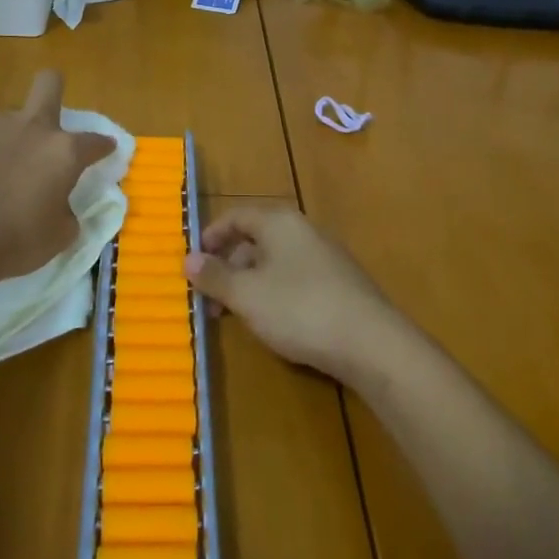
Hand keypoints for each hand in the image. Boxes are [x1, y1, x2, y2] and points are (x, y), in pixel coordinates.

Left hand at [0, 71, 116, 288]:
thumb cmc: (14, 243)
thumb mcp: (58, 236)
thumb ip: (66, 212)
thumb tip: (60, 205)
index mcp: (63, 152)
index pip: (95, 141)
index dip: (102, 146)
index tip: (103, 151)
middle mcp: (31, 128)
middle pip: (49, 84)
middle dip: (53, 88)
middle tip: (48, 112)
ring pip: (6, 122)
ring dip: (5, 142)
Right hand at [184, 207, 400, 383]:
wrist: (371, 342)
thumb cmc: (299, 309)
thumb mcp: (247, 295)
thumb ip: (215, 276)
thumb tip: (187, 259)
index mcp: (278, 222)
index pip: (236, 216)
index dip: (211, 236)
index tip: (192, 263)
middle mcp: (302, 230)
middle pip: (255, 239)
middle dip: (228, 267)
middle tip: (209, 299)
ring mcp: (324, 256)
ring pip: (274, 262)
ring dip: (248, 284)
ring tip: (233, 316)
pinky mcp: (338, 284)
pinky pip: (294, 279)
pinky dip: (273, 294)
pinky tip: (270, 322)